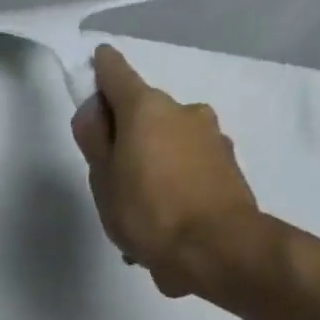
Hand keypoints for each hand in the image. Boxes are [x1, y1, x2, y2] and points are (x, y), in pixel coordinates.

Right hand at [71, 45, 264, 298]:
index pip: (116, 73)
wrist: (216, 249)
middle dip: (126, 136)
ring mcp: (211, 137)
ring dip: (151, 166)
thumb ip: (94, 140)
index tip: (91, 70)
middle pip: (144, 114)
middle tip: (109, 178)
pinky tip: (163, 223)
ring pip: (167, 144)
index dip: (99, 71)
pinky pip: (186, 170)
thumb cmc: (147, 212)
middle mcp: (184, 111)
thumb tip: (93, 110)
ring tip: (137, 213)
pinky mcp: (227, 166)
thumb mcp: (103, 179)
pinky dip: (172, 186)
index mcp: (147, 108)